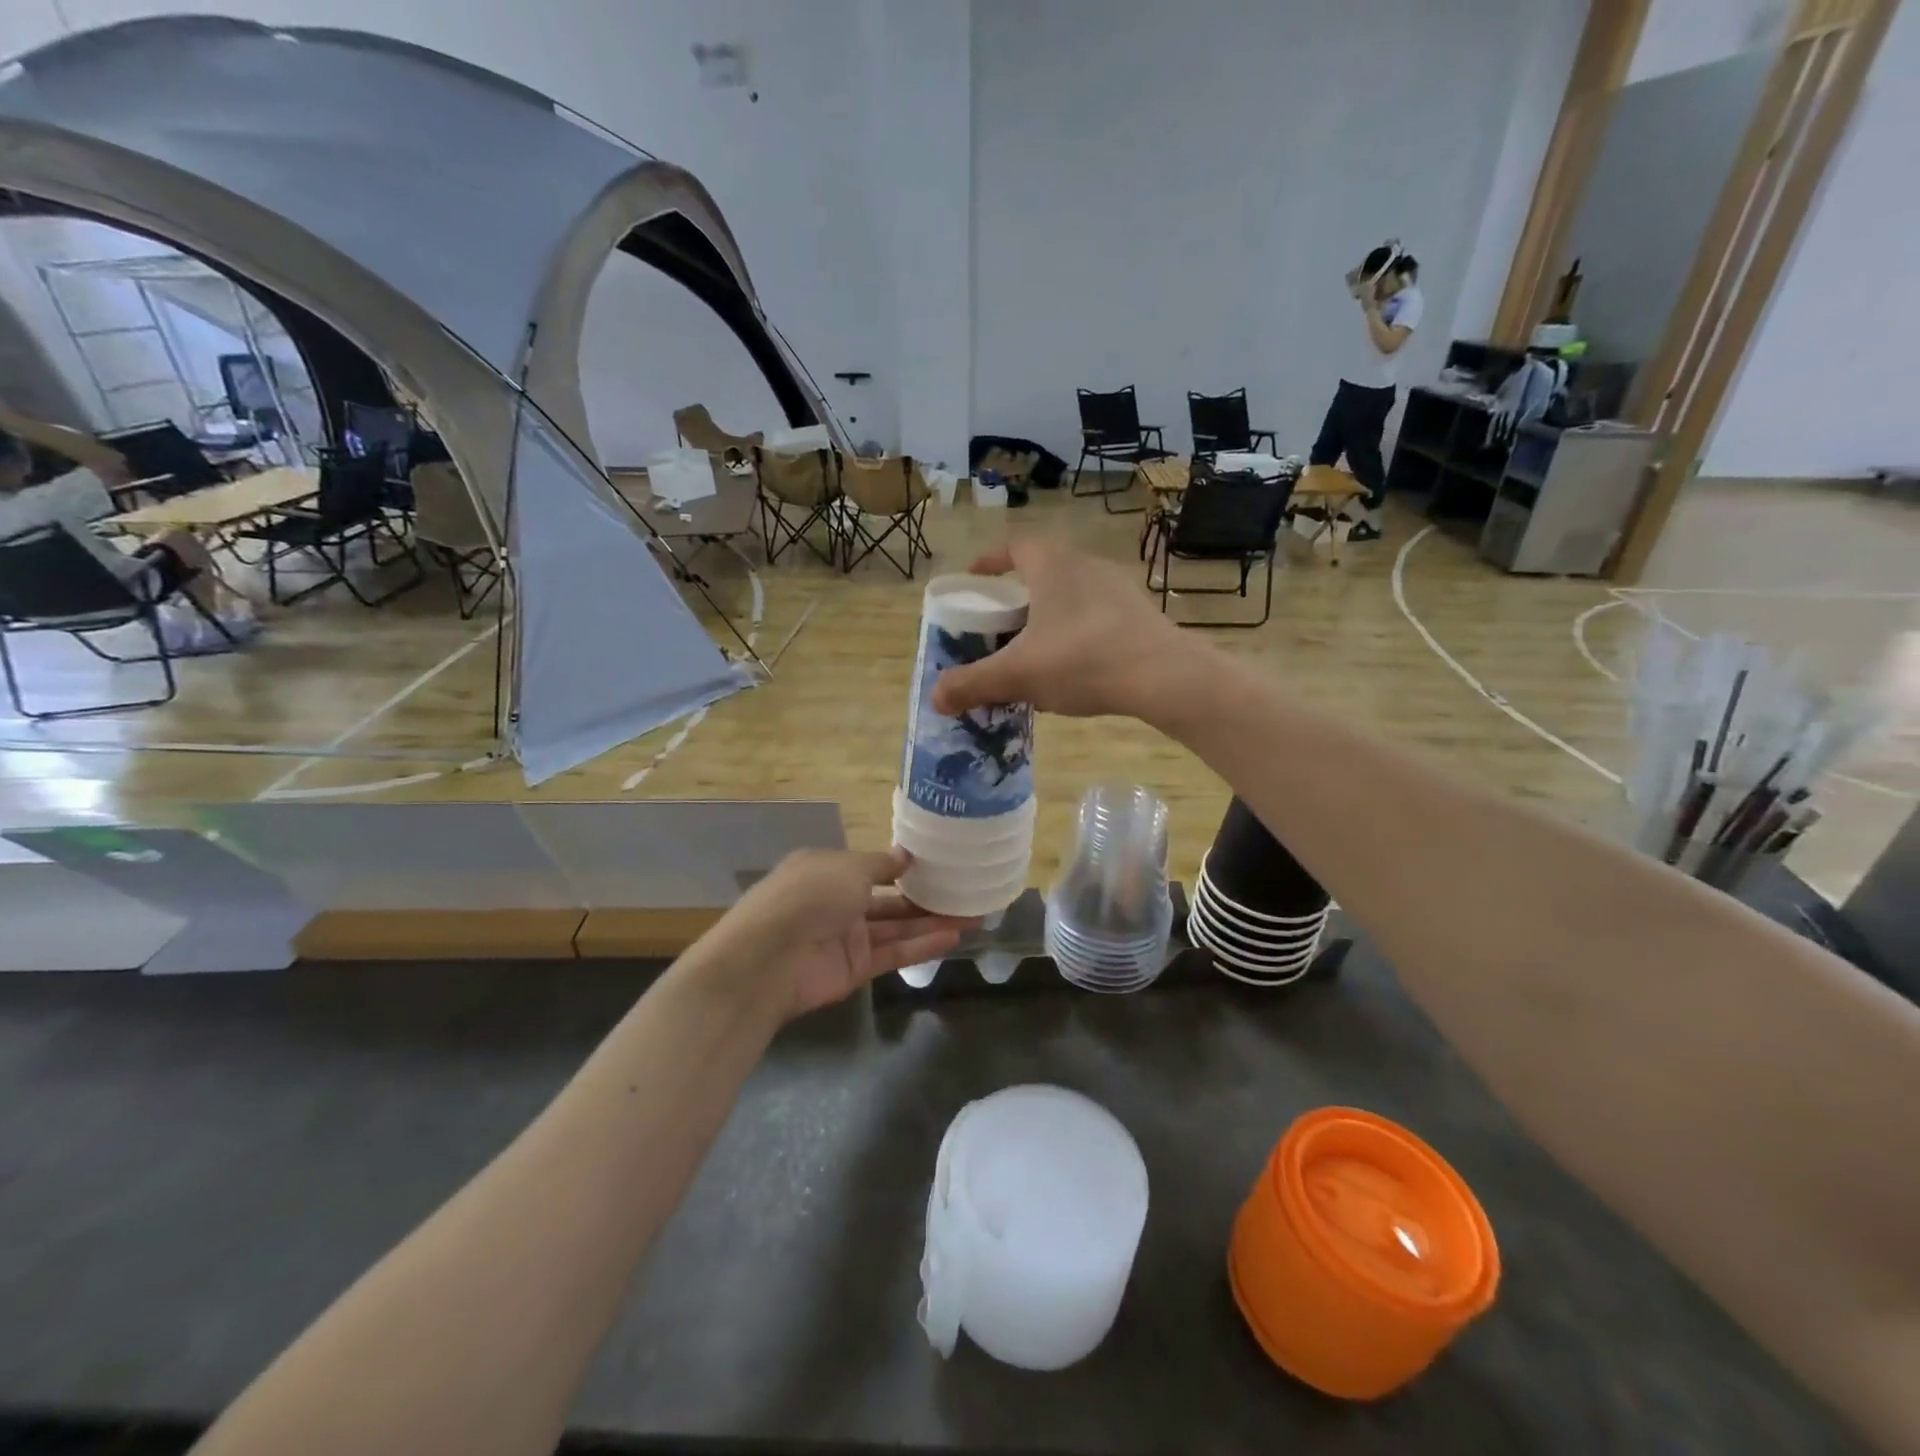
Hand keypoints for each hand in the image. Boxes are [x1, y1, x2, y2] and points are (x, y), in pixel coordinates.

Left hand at [716, 848, 975, 1017]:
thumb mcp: (848, 866)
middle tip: (967, 892)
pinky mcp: (856, 968)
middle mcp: (838, 901)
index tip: (939, 864)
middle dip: (925, 896)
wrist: (771, 957)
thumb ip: (881, 864)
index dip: (903, 866)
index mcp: (828, 869)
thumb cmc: (809, 895)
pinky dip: (922, 945)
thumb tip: (906, 856)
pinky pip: (894, 953)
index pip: (871, 866)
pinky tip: (954, 937)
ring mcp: (847, 937)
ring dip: (932, 921)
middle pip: (889, 898)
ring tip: (974, 915)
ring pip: (897, 927)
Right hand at [930, 536, 1187, 720]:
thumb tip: (935, 698)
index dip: (989, 560)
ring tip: (1033, 651)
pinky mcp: (1140, 613)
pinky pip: (1096, 616)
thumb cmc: (1082, 660)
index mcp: (1052, 565)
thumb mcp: (1017, 674)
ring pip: (1070, 595)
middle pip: (1041, 571)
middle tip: (998, 624)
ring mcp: (1118, 587)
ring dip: (1048, 617)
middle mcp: (1085, 564)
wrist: (1163, 676)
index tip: (974, 581)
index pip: (1014, 545)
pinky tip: (1073, 668)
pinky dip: (1076, 633)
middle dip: (1016, 596)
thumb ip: (973, 684)